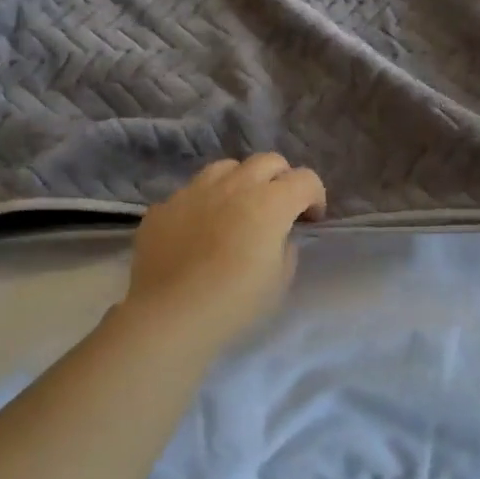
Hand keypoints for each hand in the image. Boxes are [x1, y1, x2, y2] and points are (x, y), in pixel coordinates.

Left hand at [123, 154, 325, 355]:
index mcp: (270, 203)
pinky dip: (205, 203)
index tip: (310, 220)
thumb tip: (277, 235)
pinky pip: (192, 191)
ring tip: (237, 209)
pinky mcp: (164, 206)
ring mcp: (194, 191)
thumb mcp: (279, 281)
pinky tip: (199, 230)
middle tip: (278, 208)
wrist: (169, 317)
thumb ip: (286, 248)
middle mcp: (234, 186)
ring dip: (242, 181)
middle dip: (281, 179)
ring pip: (227, 167)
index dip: (315, 196)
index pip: (305, 179)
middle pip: (268, 161)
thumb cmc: (234, 304)